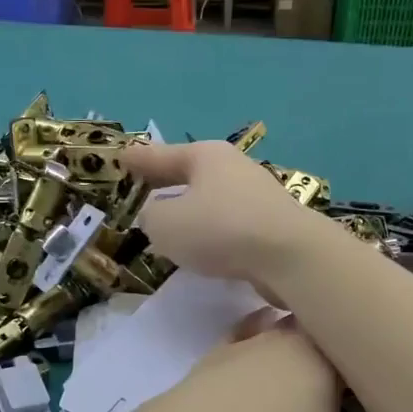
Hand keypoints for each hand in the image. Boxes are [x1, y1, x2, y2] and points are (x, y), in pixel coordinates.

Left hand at [98, 311, 393, 411]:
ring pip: (286, 337)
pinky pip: (246, 344)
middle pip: (327, 338)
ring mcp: (245, 341)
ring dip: (302, 355)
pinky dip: (260, 350)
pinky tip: (260, 358)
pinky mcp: (212, 359)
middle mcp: (286, 332)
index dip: (380, 372)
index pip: (366, 346)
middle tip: (351, 399)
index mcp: (326, 347)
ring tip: (311, 385)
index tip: (385, 399)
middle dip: (342, 361)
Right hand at [124, 140, 328, 287]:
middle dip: (168, 182)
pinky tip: (204, 247)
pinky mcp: (272, 226)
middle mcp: (234, 168)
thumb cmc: (220, 229)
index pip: (162, 155)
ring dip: (192, 210)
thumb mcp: (166, 224)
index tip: (122, 157)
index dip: (139, 159)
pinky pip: (229, 224)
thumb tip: (157, 216)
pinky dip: (212, 231)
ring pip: (212, 199)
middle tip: (145, 187)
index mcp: (206, 156)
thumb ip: (152, 217)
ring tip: (171, 224)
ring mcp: (258, 196)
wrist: (290, 256)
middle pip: (192, 174)